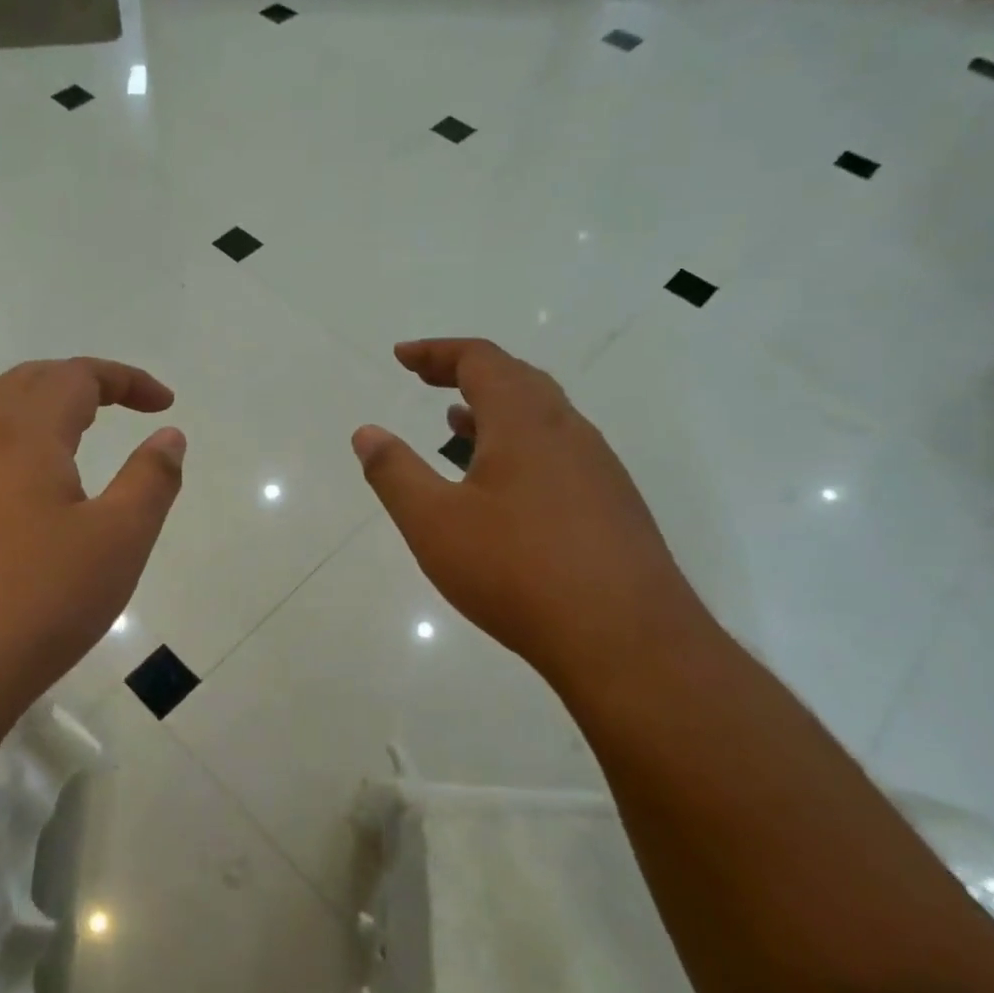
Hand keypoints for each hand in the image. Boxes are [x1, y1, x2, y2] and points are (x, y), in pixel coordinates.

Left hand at [0, 358, 184, 721]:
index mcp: (21, 436)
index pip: (76, 375)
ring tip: (83, 443)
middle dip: (81, 382)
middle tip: (123, 405)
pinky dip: (20, 452)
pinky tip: (35, 500)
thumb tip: (168, 435)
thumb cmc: (35, 602)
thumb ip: (150, 480)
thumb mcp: (117, 541)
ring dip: (45, 415)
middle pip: (28, 383)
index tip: (164, 403)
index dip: (126, 379)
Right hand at [352, 338, 706, 687]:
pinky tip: (504, 485)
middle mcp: (568, 431)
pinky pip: (558, 451)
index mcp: (524, 421)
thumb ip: (395, 473)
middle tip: (426, 379)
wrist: (627, 640)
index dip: (436, 352)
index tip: (401, 357)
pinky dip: (519, 444)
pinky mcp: (613, 505)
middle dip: (465, 371)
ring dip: (495, 409)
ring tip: (457, 422)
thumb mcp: (434, 523)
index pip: (480, 359)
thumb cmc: (517, 571)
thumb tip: (366, 433)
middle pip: (516, 378)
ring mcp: (598, 468)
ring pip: (541, 417)